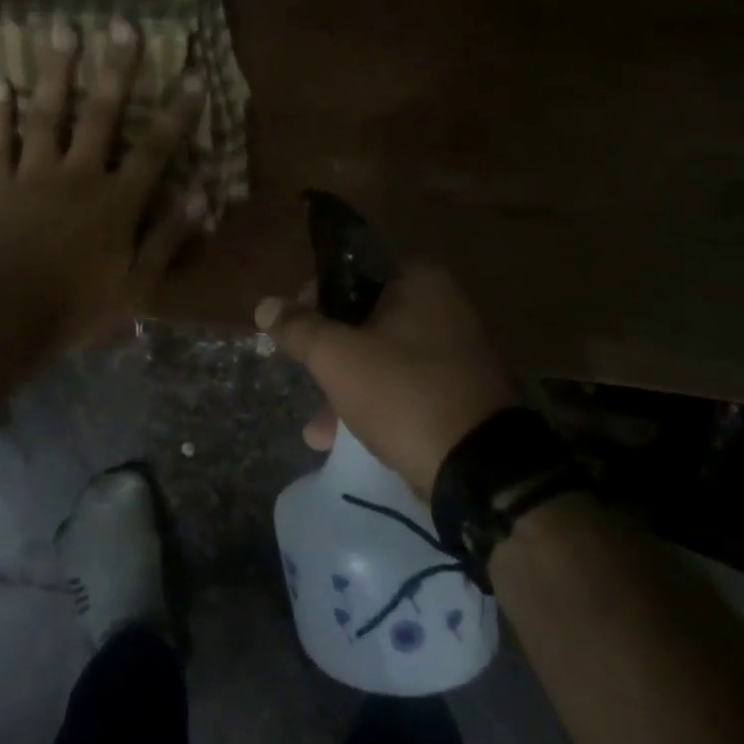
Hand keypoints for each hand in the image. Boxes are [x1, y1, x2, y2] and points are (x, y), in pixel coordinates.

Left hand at [0, 16, 207, 346]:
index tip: (192, 75)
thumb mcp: (136, 287)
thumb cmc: (75, 309)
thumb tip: (200, 196)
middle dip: (112, 70)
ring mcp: (23, 181)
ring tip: (51, 34)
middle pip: (95, 116)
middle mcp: (70, 178)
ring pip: (36, 119)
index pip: (153, 151)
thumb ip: (167, 240)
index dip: (176, 115)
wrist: (1, 321)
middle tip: (120, 24)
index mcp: (111, 202)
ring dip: (48, 77)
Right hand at [256, 265, 516, 495]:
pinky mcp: (460, 394)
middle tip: (304, 376)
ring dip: (345, 386)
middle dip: (327, 353)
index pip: (350, 272)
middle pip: (363, 319)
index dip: (312, 299)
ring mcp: (456, 353)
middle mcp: (444, 307)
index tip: (292, 331)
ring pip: (381, 358)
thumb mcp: (337, 357)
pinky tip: (341, 440)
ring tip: (317, 428)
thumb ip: (298, 328)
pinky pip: (403, 388)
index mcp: (420, 282)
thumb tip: (265, 305)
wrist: (479, 471)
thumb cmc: (402, 394)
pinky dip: (374, 405)